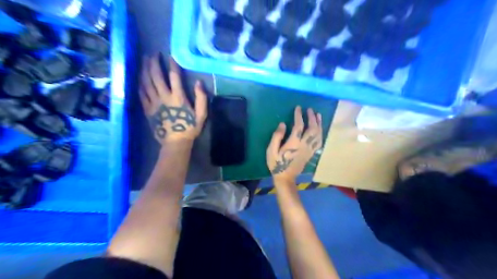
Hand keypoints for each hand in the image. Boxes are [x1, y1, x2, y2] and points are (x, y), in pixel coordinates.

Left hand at [138, 54, 206, 145]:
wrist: (175, 142)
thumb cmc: (190, 128)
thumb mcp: (201, 115)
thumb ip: (201, 98)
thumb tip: (199, 82)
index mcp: (178, 97)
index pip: (174, 76)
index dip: (173, 65)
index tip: (171, 56)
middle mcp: (164, 97)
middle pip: (156, 76)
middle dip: (154, 63)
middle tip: (153, 54)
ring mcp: (153, 103)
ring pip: (146, 83)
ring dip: (145, 70)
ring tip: (144, 60)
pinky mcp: (147, 109)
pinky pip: (141, 94)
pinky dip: (140, 84)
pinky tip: (139, 77)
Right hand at [265, 106, 324, 182]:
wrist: (286, 177)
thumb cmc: (276, 164)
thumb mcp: (271, 150)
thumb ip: (277, 136)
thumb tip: (282, 124)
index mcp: (294, 143)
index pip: (299, 126)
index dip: (299, 115)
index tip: (298, 108)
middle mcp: (304, 145)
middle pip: (312, 128)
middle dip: (312, 117)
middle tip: (310, 109)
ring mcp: (309, 149)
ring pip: (318, 134)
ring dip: (319, 124)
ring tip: (318, 115)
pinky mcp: (311, 153)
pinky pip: (319, 142)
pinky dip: (321, 133)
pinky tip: (320, 129)